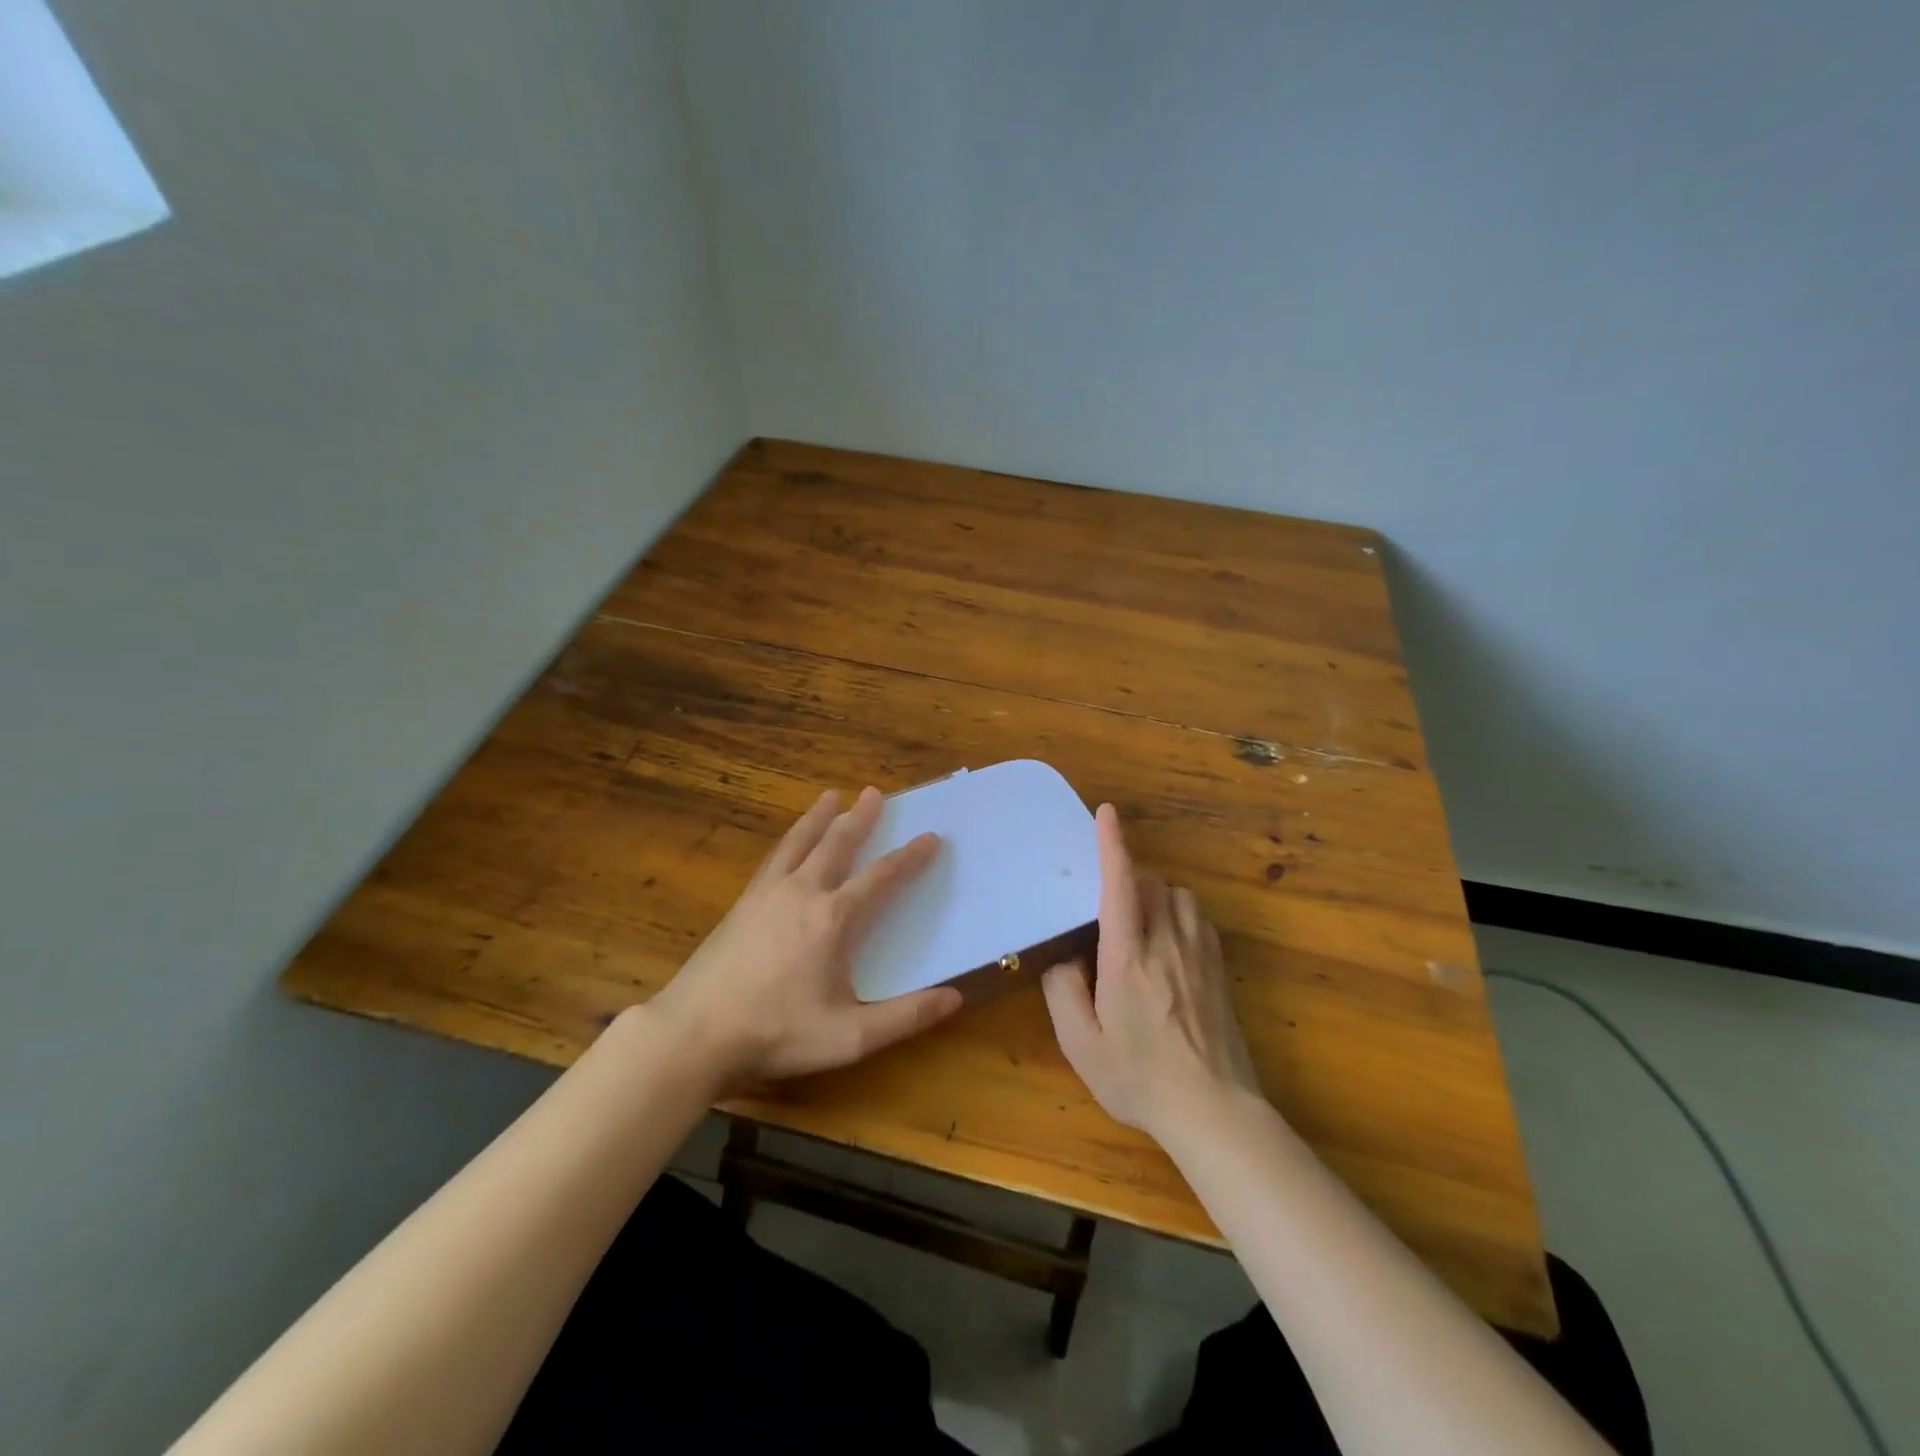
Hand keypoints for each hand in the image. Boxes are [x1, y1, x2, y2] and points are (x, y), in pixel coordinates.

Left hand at [644, 787, 962, 1090]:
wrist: (693, 1034)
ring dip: (819, 817)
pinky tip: (788, 844)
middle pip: (837, 844)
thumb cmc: (776, 1034)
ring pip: (799, 842)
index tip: (930, 837)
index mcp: (833, 919)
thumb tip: (955, 998)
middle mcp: (802, 893)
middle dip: (860, 818)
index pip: (881, 878)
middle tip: (874, 792)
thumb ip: (905, 1017)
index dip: (909, 858)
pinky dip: (789, 840)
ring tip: (830, 795)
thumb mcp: (849, 1037)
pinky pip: (773, 859)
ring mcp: (766, 895)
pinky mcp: (741, 904)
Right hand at [1041, 804, 1262, 1139]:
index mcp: (1128, 959)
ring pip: (1177, 894)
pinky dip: (1178, 912)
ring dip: (1154, 894)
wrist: (1214, 1111)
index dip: (1112, 845)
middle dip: (1128, 878)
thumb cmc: (1139, 1078)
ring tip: (1137, 923)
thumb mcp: (1080, 1044)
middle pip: (1151, 883)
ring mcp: (1199, 953)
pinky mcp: (1219, 967)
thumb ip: (1063, 991)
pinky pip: (1197, 916)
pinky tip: (1167, 941)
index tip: (1106, 812)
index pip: (1121, 886)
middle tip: (1107, 908)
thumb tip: (1066, 957)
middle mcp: (1166, 944)